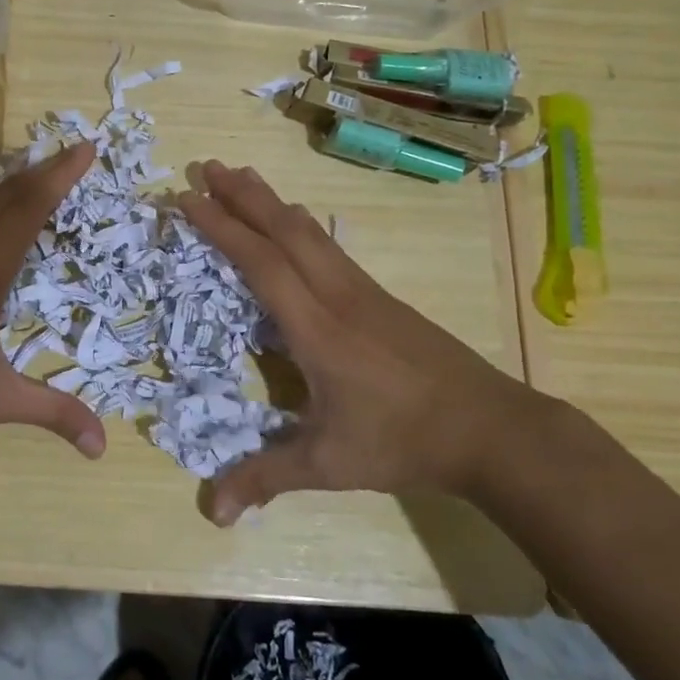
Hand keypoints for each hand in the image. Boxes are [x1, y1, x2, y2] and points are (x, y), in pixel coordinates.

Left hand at [0, 144, 106, 456]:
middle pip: (8, 197)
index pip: (28, 209)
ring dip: (19, 188)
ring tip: (48, 178)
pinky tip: (1, 224)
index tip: (86, 148)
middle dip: (46, 172)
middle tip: (78, 153)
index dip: (59, 175)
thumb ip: (51, 412)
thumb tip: (102, 447)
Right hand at [176, 160, 548, 524]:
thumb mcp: (329, 464)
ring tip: (242, 177)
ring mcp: (362, 290)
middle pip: (285, 228)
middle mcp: (336, 294)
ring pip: (309, 231)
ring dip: (271, 201)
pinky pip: (328, 245)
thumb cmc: (402, 441)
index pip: (261, 262)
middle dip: (242, 194)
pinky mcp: (380, 296)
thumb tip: (211, 514)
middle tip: (207, 165)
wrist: (490, 428)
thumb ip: (267, 478)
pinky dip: (298, 223)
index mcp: (316, 327)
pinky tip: (295, 224)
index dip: (222, 227)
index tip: (189, 198)